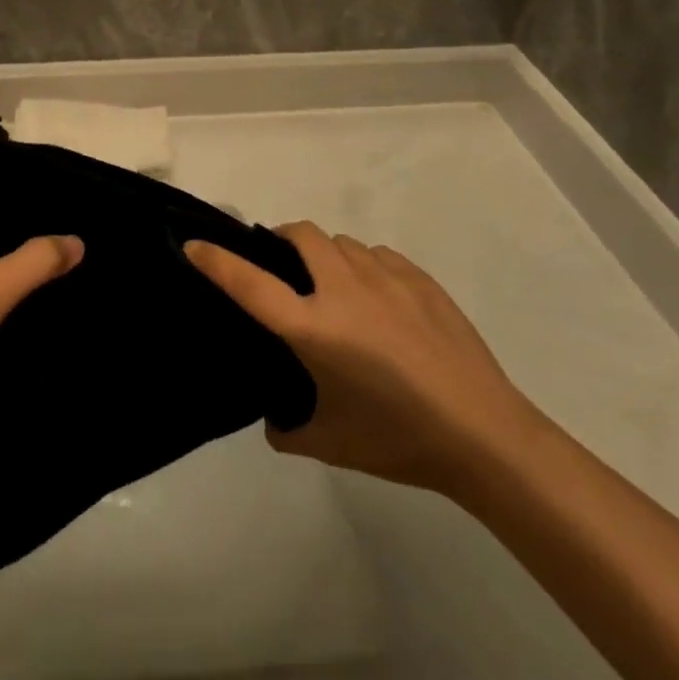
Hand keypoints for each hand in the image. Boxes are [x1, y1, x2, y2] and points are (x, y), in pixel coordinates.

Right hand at [186, 223, 543, 500]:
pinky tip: (377, 301)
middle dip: (281, 240)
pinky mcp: (421, 280)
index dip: (215, 260)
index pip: (249, 283)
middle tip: (280, 268)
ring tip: (333, 290)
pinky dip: (364, 267)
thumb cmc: (399, 441)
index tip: (192, 244)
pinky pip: (378, 255)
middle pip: (301, 235)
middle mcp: (344, 291)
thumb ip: (288, 428)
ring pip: (341, 243)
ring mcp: (387, 279)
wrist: (486, 437)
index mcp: (314, 329)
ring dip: (325, 256)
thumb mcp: (329, 445)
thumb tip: (276, 419)